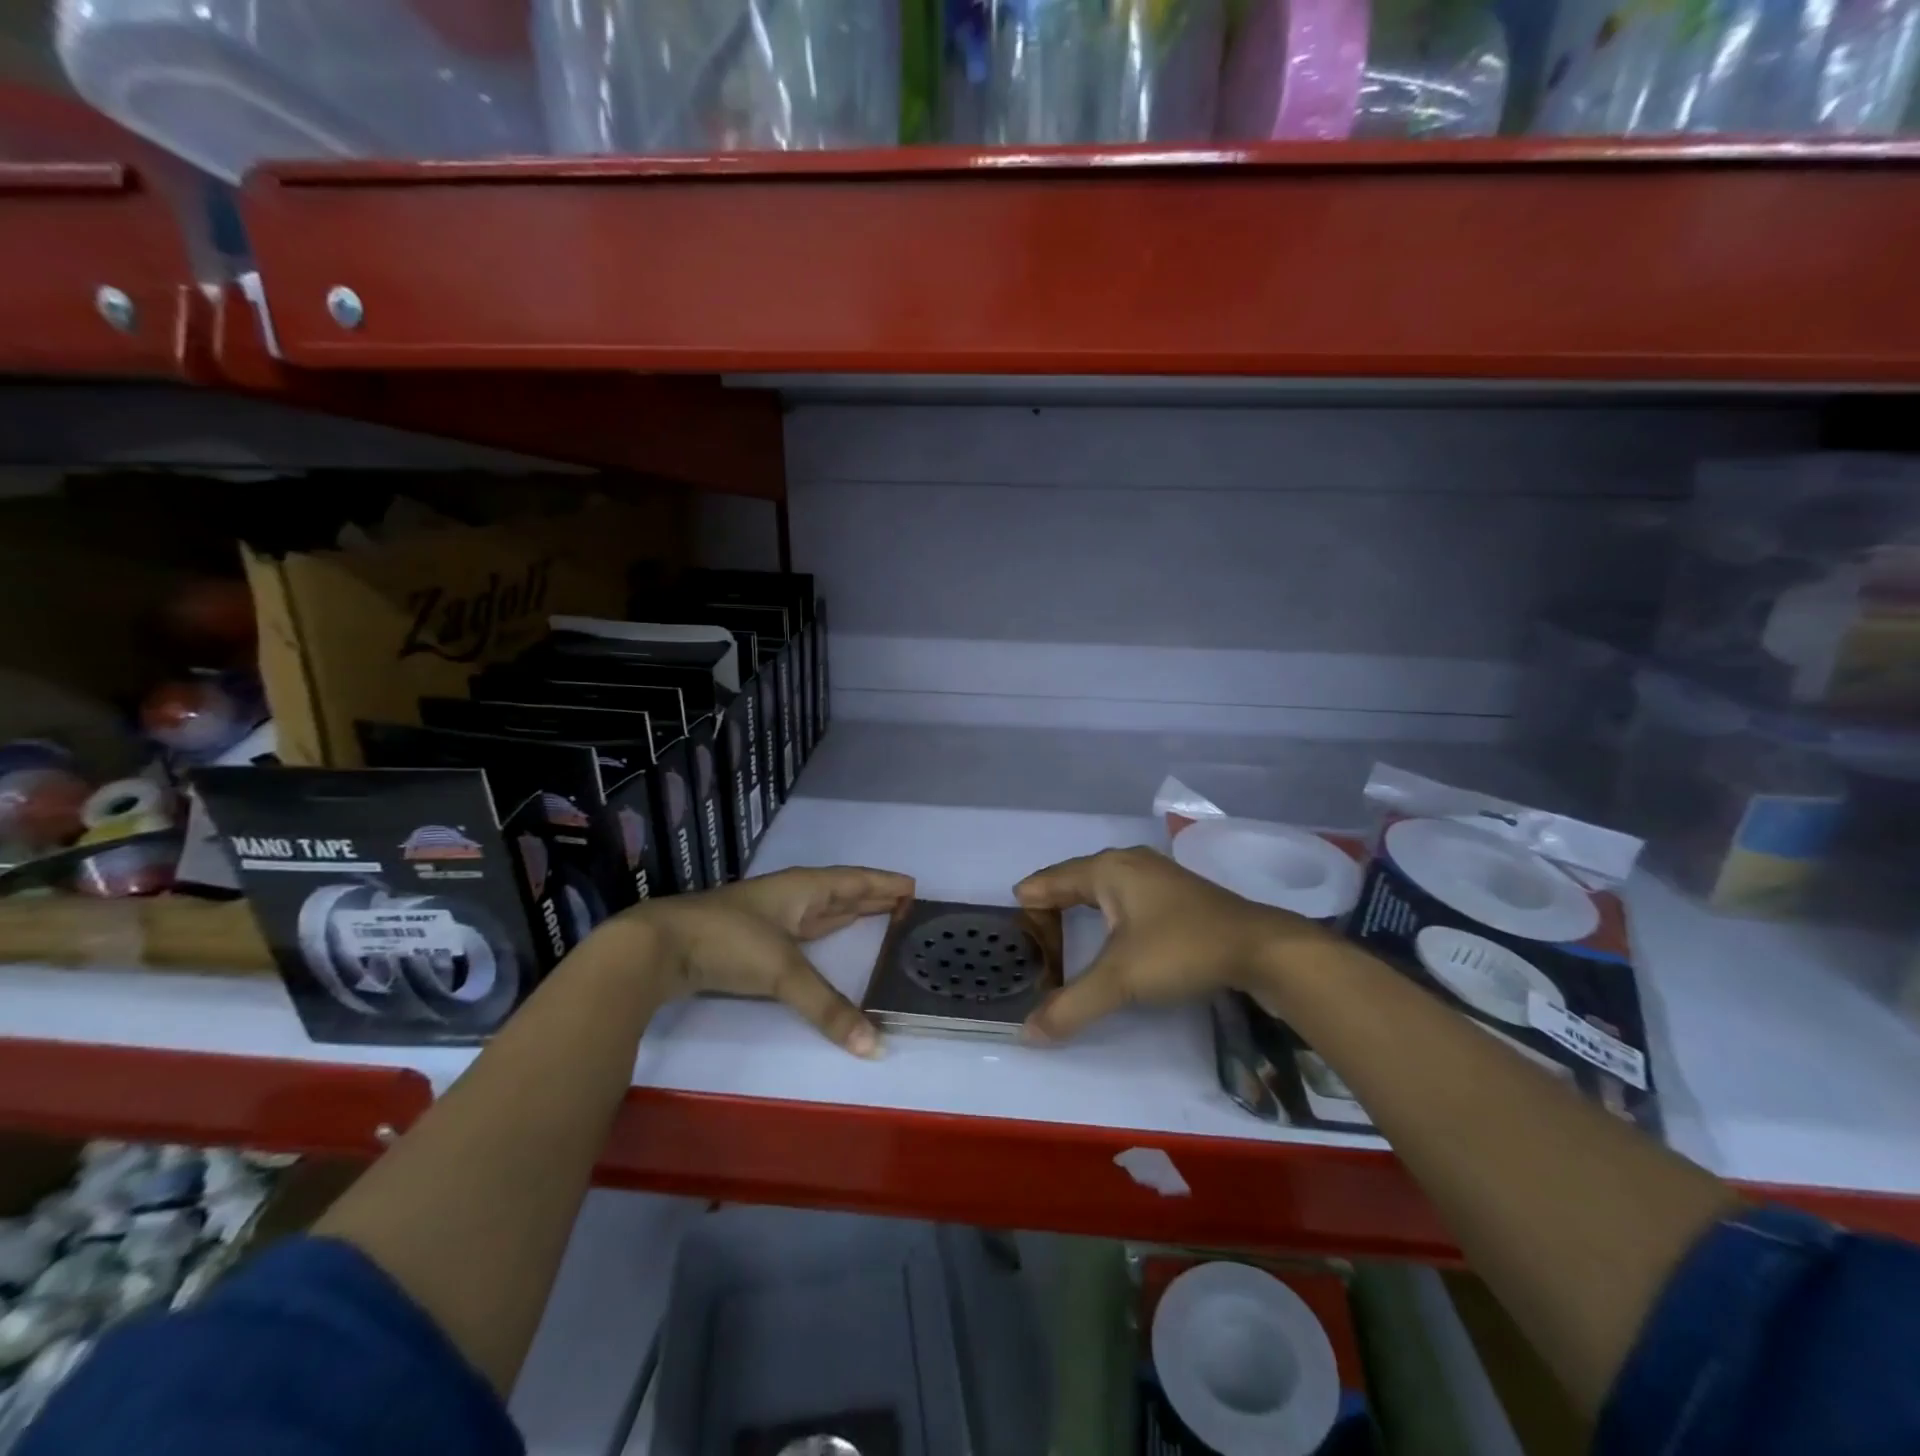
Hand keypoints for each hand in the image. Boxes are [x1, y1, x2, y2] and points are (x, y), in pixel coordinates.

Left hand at [618, 866, 914, 1055]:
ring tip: (876, 913)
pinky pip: (804, 929)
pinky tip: (827, 936)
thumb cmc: (728, 941)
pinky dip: (825, 931)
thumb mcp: (782, 971)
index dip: (884, 883)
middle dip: (872, 895)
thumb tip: (874, 1047)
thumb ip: (828, 1008)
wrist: (659, 947)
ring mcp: (770, 916)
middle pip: (840, 891)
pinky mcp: (753, 940)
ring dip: (849, 910)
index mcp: (803, 888)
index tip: (913, 885)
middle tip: (905, 900)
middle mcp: (790, 896)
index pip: (854, 880)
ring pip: (820, 909)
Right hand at [1014, 846, 1334, 1041]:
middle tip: (1034, 928)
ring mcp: (1157, 874)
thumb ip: (1071, 1006)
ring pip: (1105, 884)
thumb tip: (1027, 1033)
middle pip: (1077, 877)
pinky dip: (1109, 909)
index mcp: (1108, 870)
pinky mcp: (1179, 892)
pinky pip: (1127, 894)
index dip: (1032, 897)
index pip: (1053, 879)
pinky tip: (1114, 928)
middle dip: (1054, 900)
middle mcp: (1129, 863)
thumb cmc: (1181, 950)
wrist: (1261, 948)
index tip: (1013, 913)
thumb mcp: (1120, 980)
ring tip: (1065, 925)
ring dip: (1083, 903)